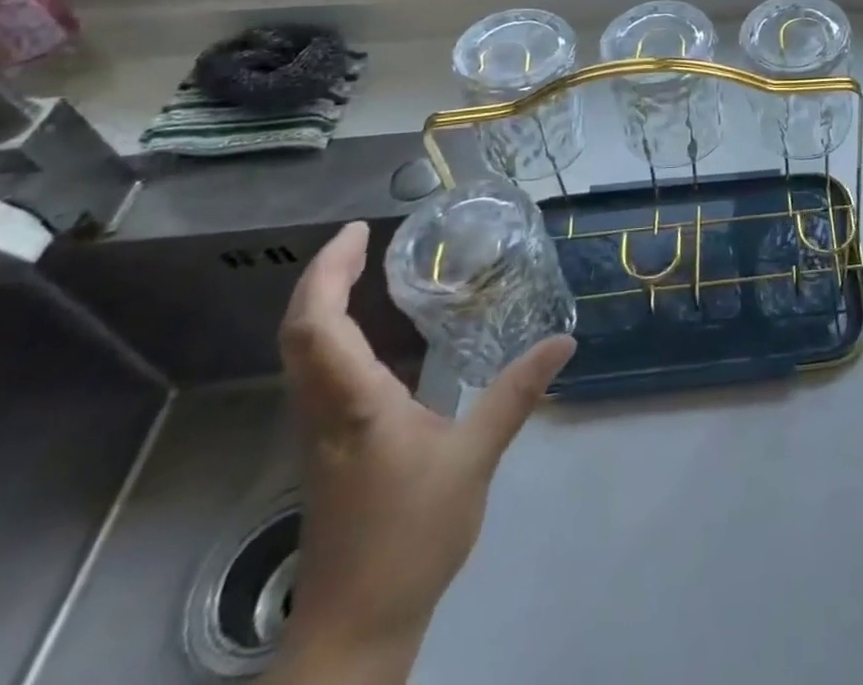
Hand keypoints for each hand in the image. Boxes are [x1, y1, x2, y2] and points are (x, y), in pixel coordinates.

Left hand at [271, 221, 574, 682]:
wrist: (355, 630)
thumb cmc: (410, 539)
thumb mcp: (474, 460)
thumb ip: (516, 394)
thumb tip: (563, 340)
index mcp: (354, 406)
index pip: (318, 327)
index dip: (329, 273)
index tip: (359, 232)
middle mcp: (324, 412)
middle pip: (300, 333)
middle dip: (325, 277)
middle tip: (364, 239)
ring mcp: (320, 432)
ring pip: (303, 355)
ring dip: (326, 304)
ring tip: (368, 271)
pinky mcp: (330, 448)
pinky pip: (319, 374)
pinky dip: (335, 334)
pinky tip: (375, 334)